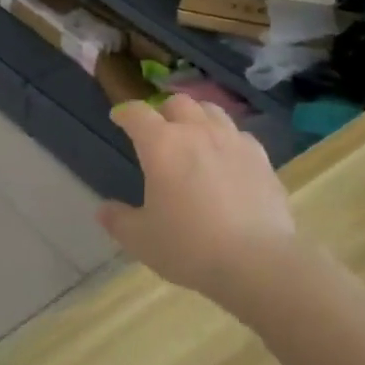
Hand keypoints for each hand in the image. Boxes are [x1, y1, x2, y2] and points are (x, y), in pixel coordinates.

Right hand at [99, 95, 296, 301]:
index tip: (119, 118)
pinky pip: (239, 135)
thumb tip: (103, 210)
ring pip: (212, 111)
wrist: (257, 262)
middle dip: (163, 111)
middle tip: (159, 131)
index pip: (137, 113)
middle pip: (178, 103)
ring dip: (197, 118)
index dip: (125, 113)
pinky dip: (227, 140)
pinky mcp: (261, 157)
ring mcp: (232, 141)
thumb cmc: (190, 247)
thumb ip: (119, 221)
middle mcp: (196, 132)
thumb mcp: (142, 240)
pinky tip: (228, 158)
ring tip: (194, 136)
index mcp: (161, 145)